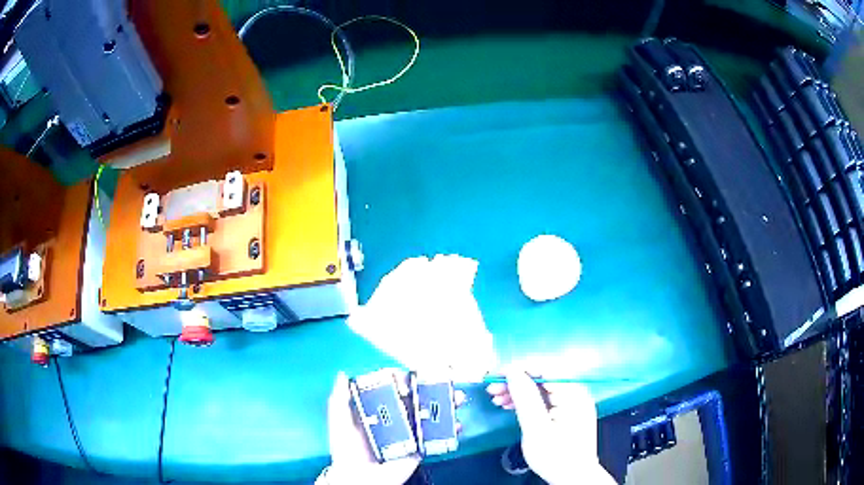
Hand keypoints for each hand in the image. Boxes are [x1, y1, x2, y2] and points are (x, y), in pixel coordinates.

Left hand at [324, 371, 464, 484]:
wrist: (359, 479)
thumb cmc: (346, 451)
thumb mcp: (339, 422)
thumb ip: (340, 400)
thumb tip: (343, 375)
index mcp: (376, 409)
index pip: (392, 387)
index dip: (402, 380)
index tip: (408, 379)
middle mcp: (395, 418)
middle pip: (417, 398)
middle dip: (432, 388)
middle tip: (443, 382)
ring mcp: (410, 433)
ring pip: (431, 414)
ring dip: (446, 405)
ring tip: (457, 399)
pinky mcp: (420, 448)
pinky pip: (437, 437)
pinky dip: (450, 430)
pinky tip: (457, 424)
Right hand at [487, 370, 615, 484]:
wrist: (574, 478)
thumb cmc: (557, 457)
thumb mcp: (536, 428)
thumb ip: (525, 398)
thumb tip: (513, 372)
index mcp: (573, 393)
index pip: (545, 368)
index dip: (518, 368)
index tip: (496, 374)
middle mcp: (576, 393)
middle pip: (542, 378)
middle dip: (515, 381)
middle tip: (492, 388)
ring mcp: (572, 403)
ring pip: (542, 388)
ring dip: (519, 391)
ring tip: (497, 398)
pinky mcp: (567, 412)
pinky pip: (546, 399)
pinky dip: (528, 401)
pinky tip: (510, 406)